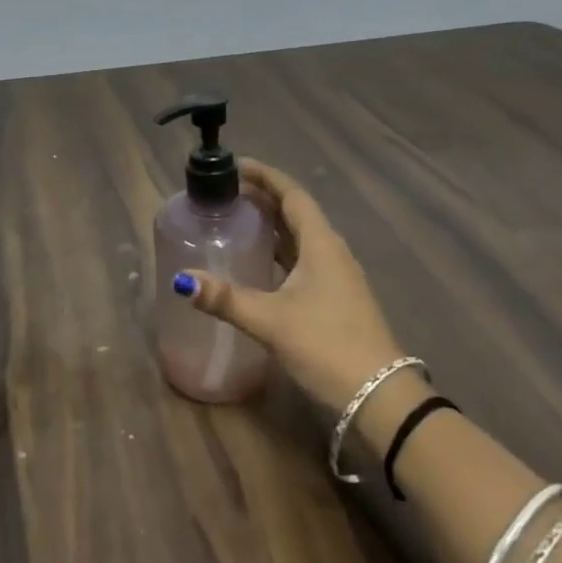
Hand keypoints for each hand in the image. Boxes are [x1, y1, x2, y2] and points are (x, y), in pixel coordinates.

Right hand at [176, 158, 405, 413]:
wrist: (380, 397)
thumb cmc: (326, 345)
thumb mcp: (271, 320)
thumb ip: (226, 299)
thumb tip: (182, 280)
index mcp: (321, 244)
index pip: (292, 195)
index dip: (266, 176)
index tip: (237, 165)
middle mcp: (331, 252)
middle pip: (296, 213)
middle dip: (264, 198)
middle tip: (228, 192)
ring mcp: (337, 276)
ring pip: (300, 237)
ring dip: (272, 224)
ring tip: (238, 220)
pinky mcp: (336, 298)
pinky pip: (304, 259)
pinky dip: (280, 251)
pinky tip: (260, 263)